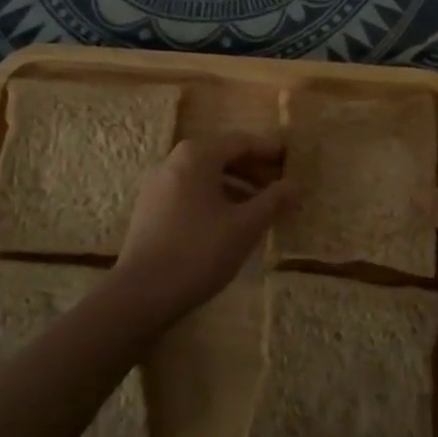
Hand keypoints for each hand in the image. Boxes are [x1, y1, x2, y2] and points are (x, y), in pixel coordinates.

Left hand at [112, 133, 292, 322]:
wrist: (141, 294)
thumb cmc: (199, 251)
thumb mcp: (245, 226)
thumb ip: (273, 201)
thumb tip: (296, 185)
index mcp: (197, 156)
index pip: (240, 142)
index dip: (268, 150)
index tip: (290, 160)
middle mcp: (174, 162)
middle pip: (221, 156)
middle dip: (253, 170)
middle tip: (279, 186)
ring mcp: (158, 186)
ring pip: (205, 176)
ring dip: (235, 186)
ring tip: (260, 208)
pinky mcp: (150, 210)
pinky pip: (190, 192)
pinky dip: (215, 199)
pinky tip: (230, 223)